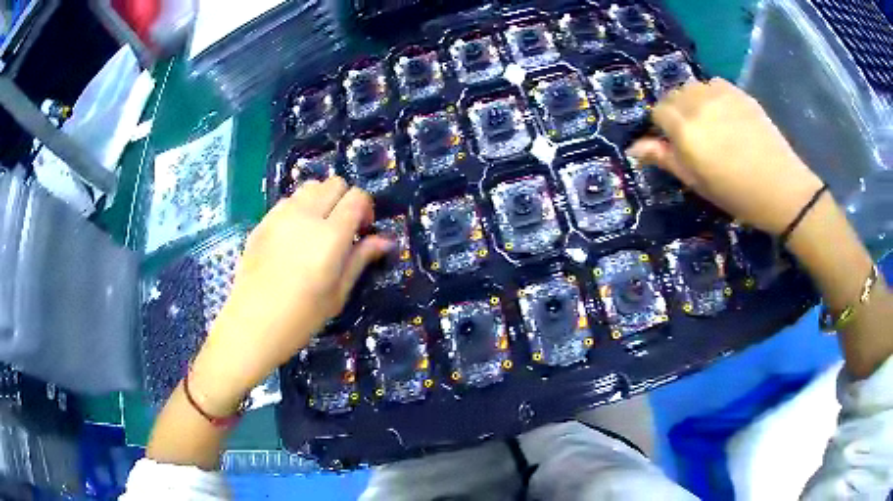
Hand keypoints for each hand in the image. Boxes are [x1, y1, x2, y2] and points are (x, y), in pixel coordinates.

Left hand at [192, 177, 391, 413]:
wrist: (252, 325)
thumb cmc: (301, 318)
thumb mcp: (338, 293)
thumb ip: (360, 259)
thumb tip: (385, 239)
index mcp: (330, 236)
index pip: (357, 197)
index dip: (366, 208)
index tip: (363, 230)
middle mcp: (306, 216)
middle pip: (334, 183)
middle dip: (345, 200)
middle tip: (342, 229)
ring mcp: (280, 216)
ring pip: (310, 187)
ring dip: (321, 200)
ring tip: (317, 229)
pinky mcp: (263, 221)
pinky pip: (288, 201)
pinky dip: (299, 208)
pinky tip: (294, 236)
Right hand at [627, 78, 823, 234]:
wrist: (780, 187)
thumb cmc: (735, 193)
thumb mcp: (696, 182)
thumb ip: (665, 158)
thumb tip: (634, 147)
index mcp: (684, 129)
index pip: (658, 111)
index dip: (662, 127)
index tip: (674, 143)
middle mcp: (697, 103)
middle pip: (673, 95)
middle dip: (676, 111)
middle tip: (693, 134)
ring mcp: (719, 94)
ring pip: (693, 87)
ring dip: (693, 101)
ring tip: (710, 122)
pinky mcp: (738, 92)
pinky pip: (714, 84)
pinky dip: (712, 95)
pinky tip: (725, 114)